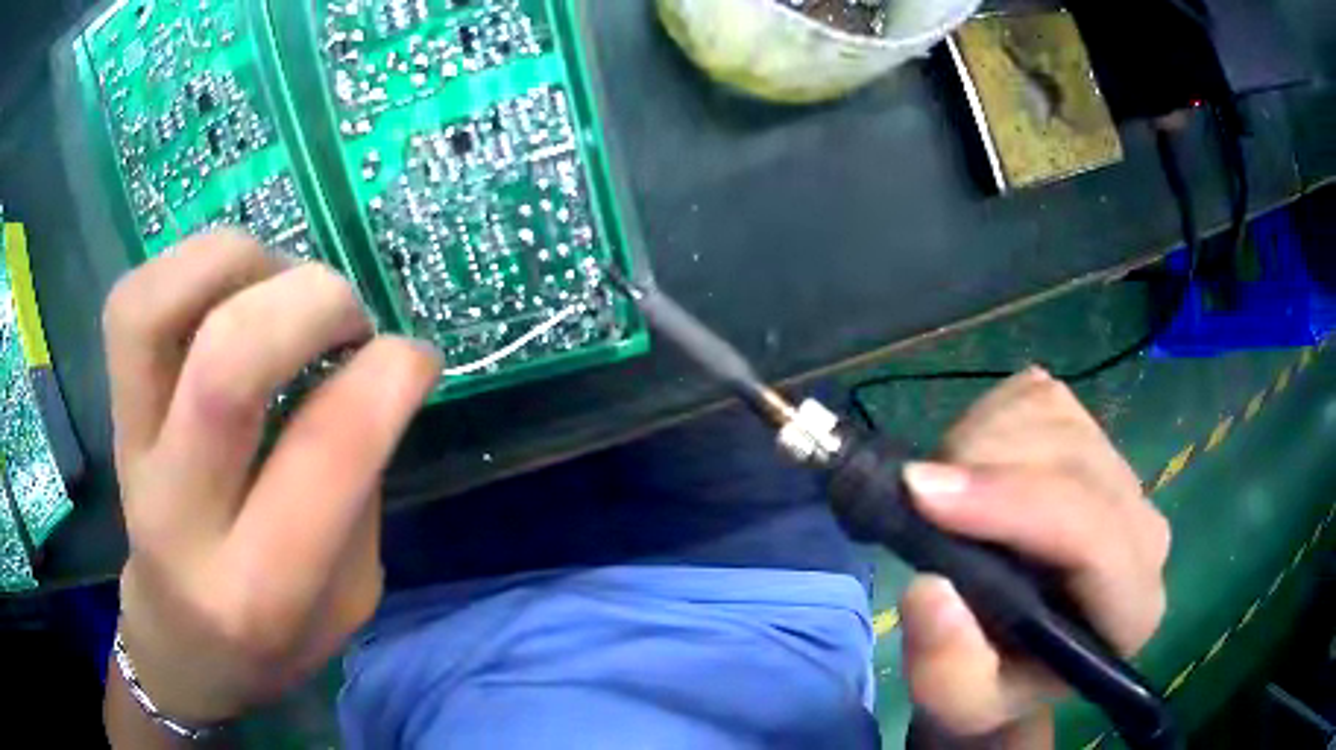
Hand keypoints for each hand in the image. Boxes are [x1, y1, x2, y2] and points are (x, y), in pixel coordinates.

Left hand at [103, 231, 440, 727]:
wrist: (180, 645)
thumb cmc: (274, 640)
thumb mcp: (349, 599)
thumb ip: (358, 489)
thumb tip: (367, 371)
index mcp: (262, 586)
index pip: (328, 449)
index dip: (392, 372)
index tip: (417, 358)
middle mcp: (181, 514)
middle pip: (227, 363)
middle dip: (314, 302)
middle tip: (347, 316)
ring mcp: (129, 450)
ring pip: (155, 310)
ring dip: (240, 263)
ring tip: (279, 284)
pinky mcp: (111, 410)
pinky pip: (132, 302)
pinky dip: (189, 268)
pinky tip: (230, 291)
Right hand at [898, 369, 1170, 747]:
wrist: (1015, 648)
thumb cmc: (994, 680)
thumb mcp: (961, 705)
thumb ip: (948, 671)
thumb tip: (931, 590)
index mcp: (1132, 607)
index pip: (1093, 533)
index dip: (1011, 504)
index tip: (921, 494)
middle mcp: (1142, 529)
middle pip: (1071, 458)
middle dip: (983, 466)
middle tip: (918, 500)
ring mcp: (1121, 470)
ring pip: (1052, 413)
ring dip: (979, 441)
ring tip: (946, 497)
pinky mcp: (1092, 432)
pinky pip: (1037, 394)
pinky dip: (988, 418)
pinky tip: (974, 468)